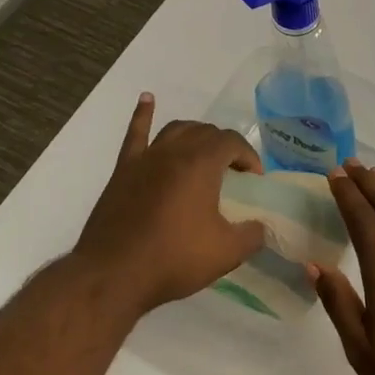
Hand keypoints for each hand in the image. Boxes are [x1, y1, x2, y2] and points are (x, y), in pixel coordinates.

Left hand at [71, 94, 265, 314]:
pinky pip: (135, 133)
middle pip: (206, 133)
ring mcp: (146, 158)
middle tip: (232, 173)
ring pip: (176, 129)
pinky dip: (143, 114)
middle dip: (224, 147)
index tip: (254, 180)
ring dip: (195, 134)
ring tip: (204, 150)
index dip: (248, 156)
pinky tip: (147, 99)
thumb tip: (261, 226)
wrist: (113, 275)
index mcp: (201, 164)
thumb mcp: (226, 253)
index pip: (232, 142)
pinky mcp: (123, 170)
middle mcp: (174, 151)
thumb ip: (252, 235)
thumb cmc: (173, 260)